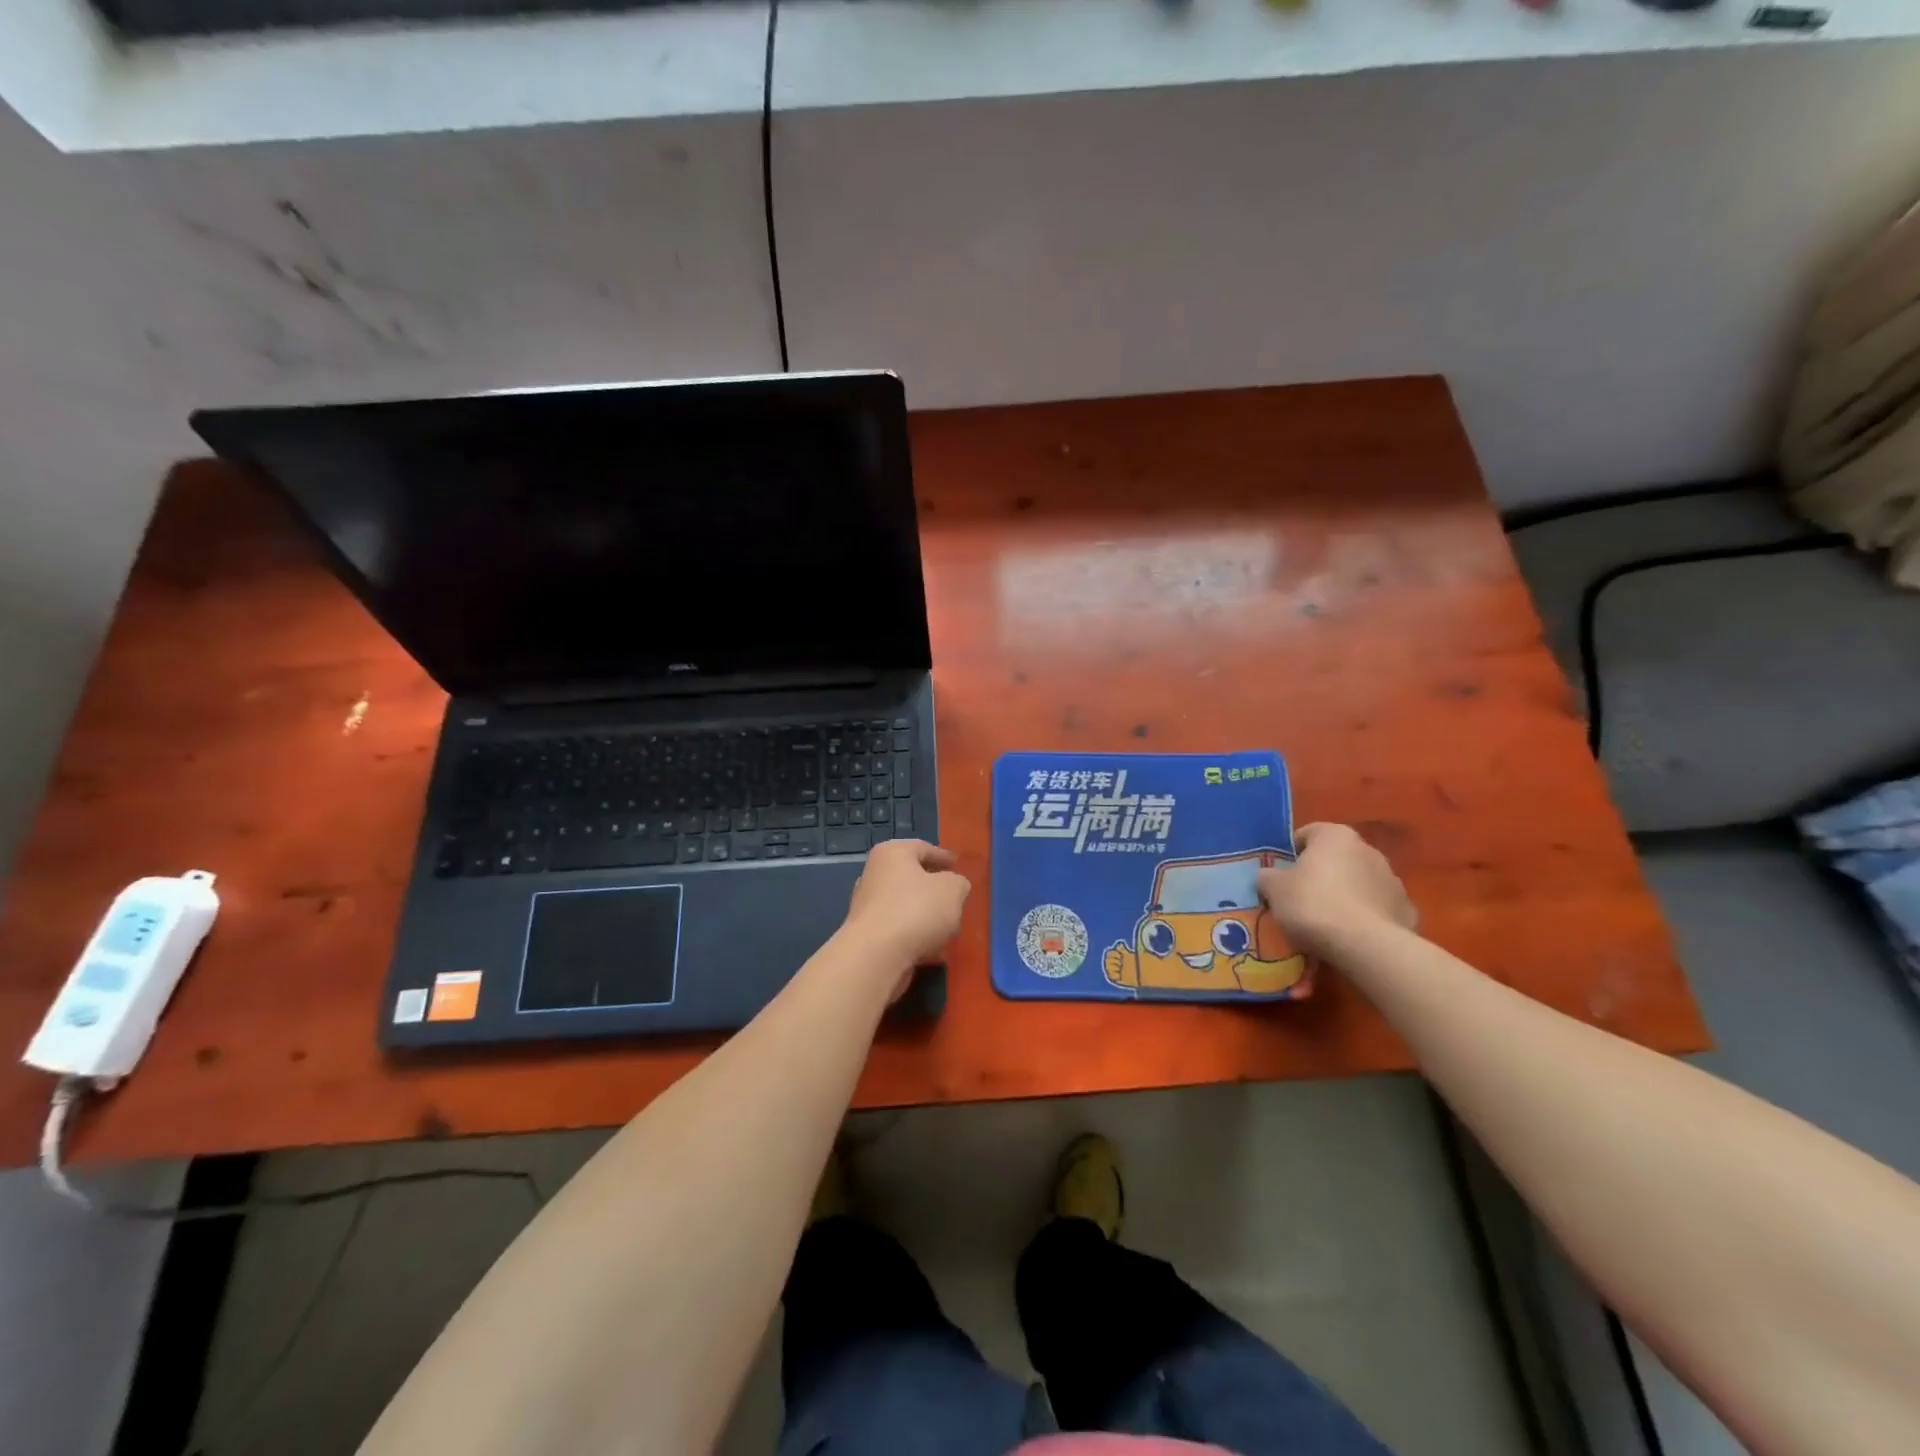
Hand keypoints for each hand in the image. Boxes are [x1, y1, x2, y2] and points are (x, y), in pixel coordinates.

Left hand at [842, 840, 970, 981]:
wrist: (876, 956)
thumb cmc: (916, 910)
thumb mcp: (952, 889)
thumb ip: (958, 883)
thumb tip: (954, 887)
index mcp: (892, 853)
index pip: (923, 848)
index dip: (943, 857)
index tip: (957, 866)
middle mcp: (875, 875)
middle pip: (913, 878)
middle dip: (935, 890)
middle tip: (956, 899)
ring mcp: (869, 906)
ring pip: (907, 906)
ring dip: (927, 917)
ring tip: (949, 930)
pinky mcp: (868, 935)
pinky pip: (900, 930)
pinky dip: (916, 937)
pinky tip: (934, 951)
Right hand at [1257, 823, 1415, 957]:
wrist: (1366, 946)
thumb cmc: (1313, 905)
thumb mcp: (1274, 889)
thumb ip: (1268, 876)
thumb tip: (1269, 876)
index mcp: (1335, 836)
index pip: (1308, 833)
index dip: (1291, 853)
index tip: (1281, 875)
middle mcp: (1368, 849)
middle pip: (1336, 857)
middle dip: (1321, 874)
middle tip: (1301, 898)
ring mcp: (1393, 880)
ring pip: (1359, 882)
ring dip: (1345, 894)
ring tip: (1328, 921)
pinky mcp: (1407, 910)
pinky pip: (1377, 908)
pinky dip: (1365, 916)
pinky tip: (1352, 936)